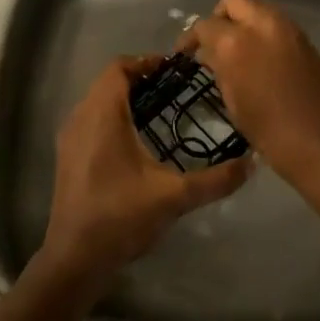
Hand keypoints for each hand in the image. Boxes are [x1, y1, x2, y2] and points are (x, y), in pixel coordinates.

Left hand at [38, 56, 251, 285]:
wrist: (75, 259)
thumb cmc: (121, 217)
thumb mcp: (174, 197)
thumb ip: (215, 180)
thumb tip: (251, 162)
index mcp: (103, 115)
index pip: (118, 67)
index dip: (146, 62)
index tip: (174, 71)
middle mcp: (81, 117)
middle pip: (108, 81)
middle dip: (139, 79)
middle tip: (173, 89)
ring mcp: (70, 138)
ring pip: (97, 101)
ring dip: (124, 98)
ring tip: (158, 111)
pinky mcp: (68, 156)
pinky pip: (90, 119)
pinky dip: (112, 116)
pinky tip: (135, 141)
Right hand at [179, 0, 319, 185]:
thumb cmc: (273, 134)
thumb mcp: (235, 103)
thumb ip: (220, 70)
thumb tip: (210, 55)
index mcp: (236, 42)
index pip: (205, 25)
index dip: (191, 38)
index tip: (186, 53)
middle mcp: (262, 24)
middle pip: (233, 2)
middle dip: (219, 18)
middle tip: (212, 44)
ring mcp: (288, 28)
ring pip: (256, 8)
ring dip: (242, 21)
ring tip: (233, 52)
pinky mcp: (305, 39)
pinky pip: (274, 23)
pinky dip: (261, 31)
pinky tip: (257, 58)